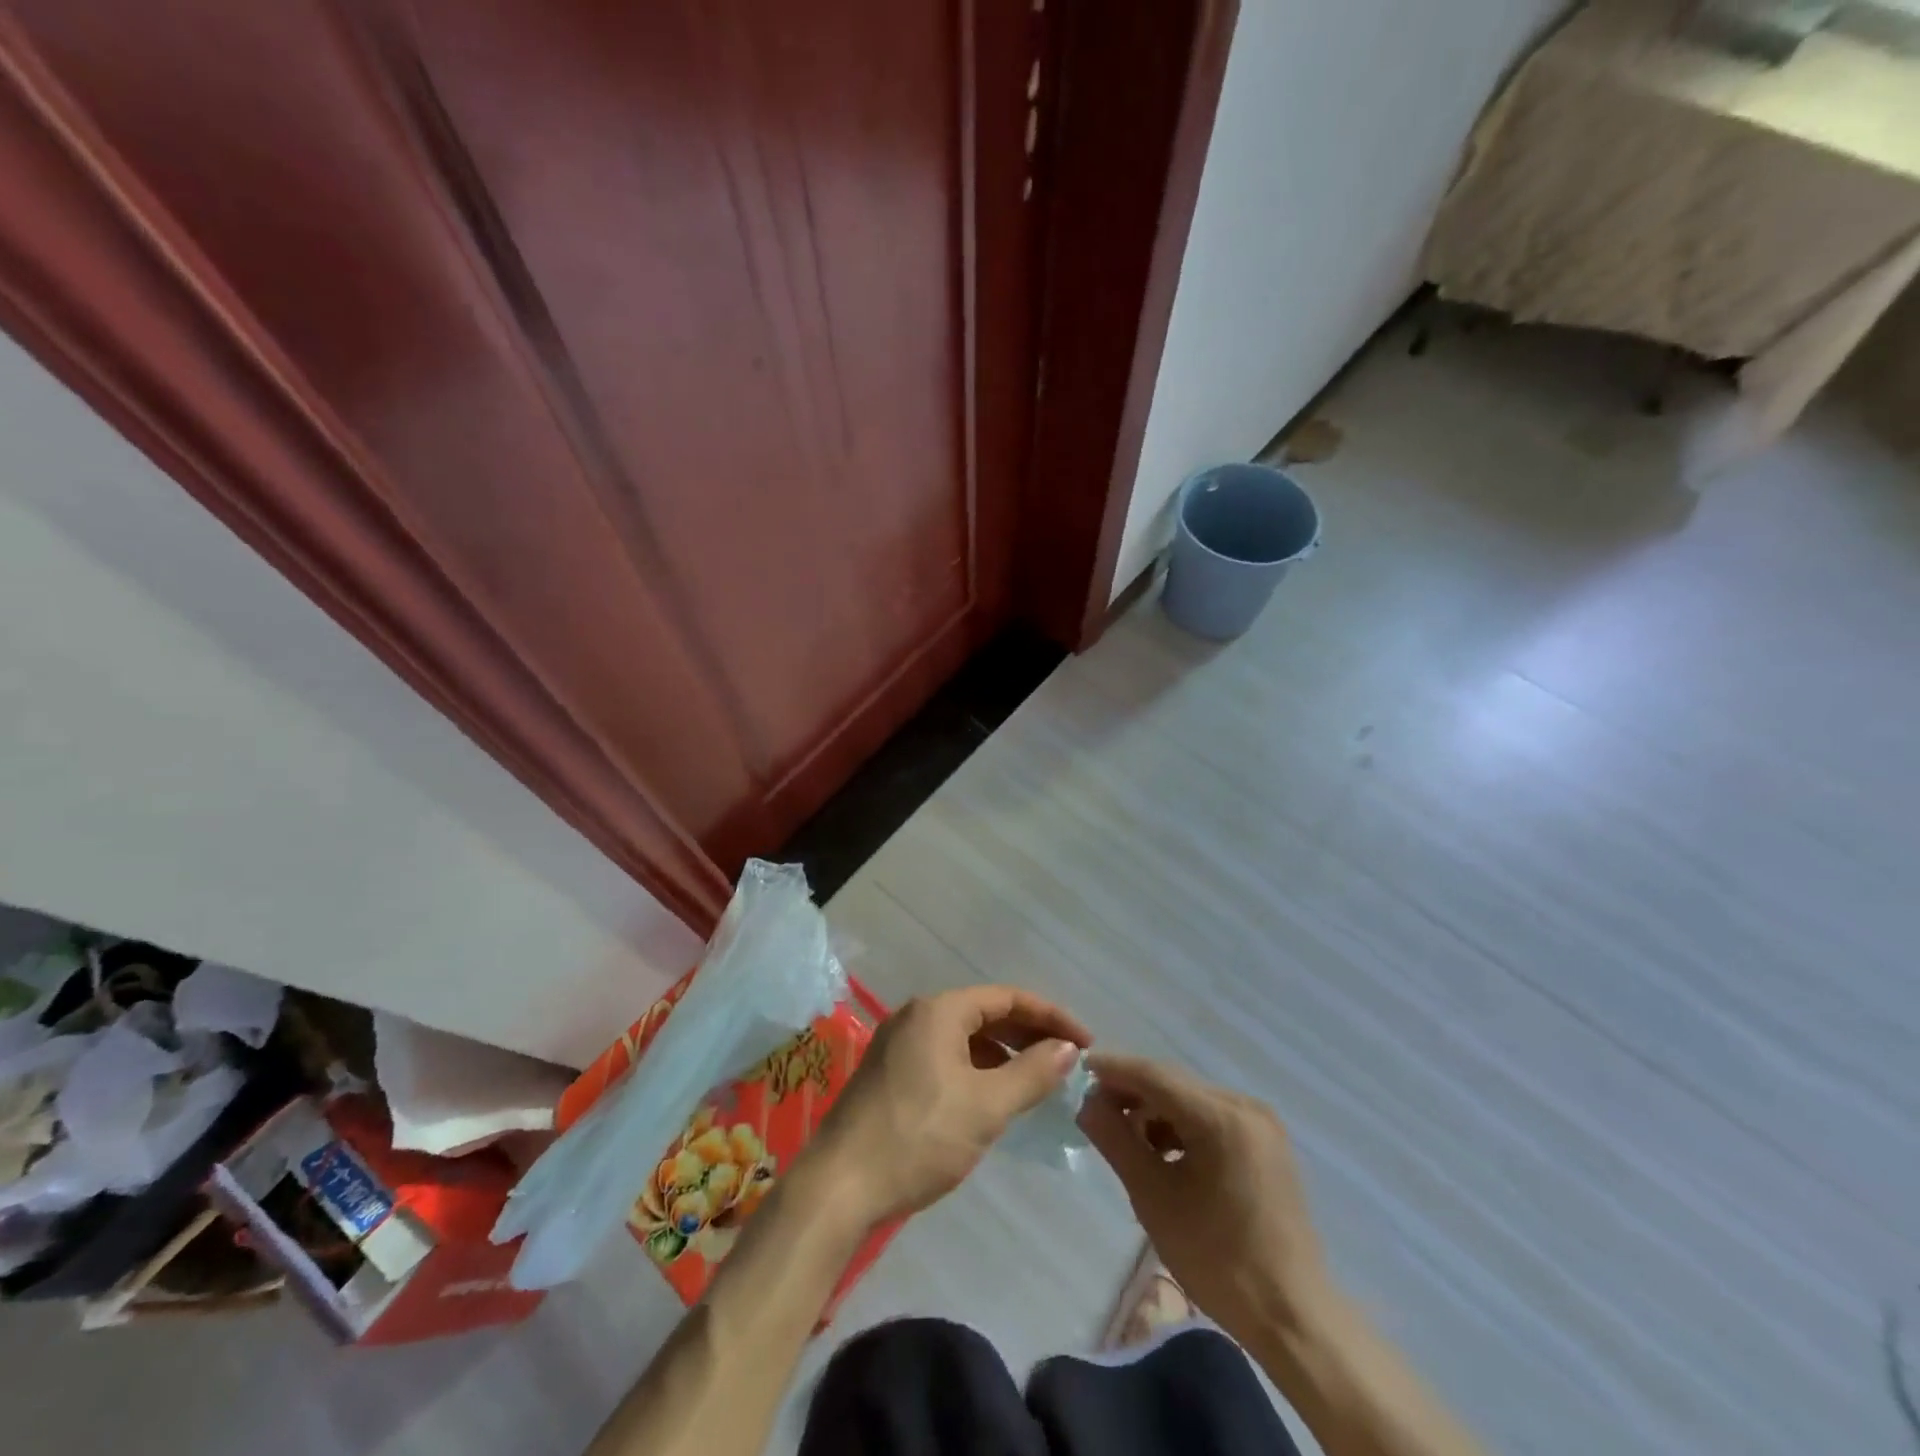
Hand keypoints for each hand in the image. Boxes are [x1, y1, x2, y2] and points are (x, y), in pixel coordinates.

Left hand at [810, 986, 1091, 1226]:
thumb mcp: (986, 1106)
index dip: (1050, 1016)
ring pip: (963, 1036)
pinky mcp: (889, 1072)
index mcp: (938, 1011)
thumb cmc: (919, 1138)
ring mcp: (898, 1043)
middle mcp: (916, 1015)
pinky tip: (991, 1096)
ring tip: (1035, 1079)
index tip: (1085, 1042)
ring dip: (1002, 1052)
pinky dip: (975, 1068)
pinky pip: (944, 1055)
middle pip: (984, 1012)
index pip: (1007, 997)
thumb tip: (1068, 1048)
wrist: (838, 1187)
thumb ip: (1032, 1073)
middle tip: (1065, 1059)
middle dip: (1028, 1033)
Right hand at [1080, 1054, 1330, 1344]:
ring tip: (1126, 1139)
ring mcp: (1261, 1123)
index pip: (1155, 1076)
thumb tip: (1087, 1103)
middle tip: (1095, 1109)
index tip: (1079, 1068)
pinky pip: (1212, 1117)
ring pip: (1191, 1100)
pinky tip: (1162, 1153)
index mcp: (1222, 1117)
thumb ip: (1116, 1141)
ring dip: (1155, 1111)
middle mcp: (1245, 1106)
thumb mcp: (1154, 1198)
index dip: (1114, 1069)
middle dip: (1132, 1092)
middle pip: (1174, 1083)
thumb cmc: (1218, 1260)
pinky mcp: (1266, 1143)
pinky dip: (1182, 1126)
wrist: (1293, 1317)